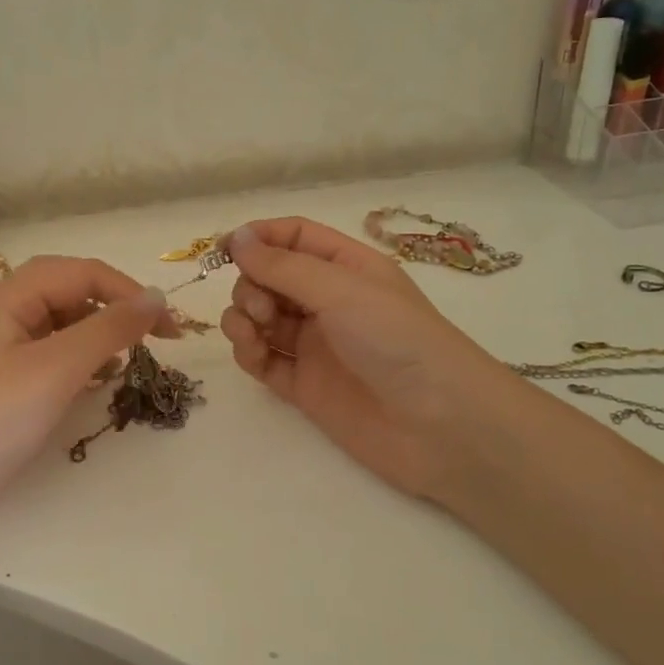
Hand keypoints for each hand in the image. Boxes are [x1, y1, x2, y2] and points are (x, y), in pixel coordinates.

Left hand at [0, 256, 176, 528]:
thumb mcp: (58, 368)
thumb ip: (109, 328)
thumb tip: (157, 297)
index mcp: (9, 295)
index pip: (82, 272)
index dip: (129, 292)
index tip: (170, 329)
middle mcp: (3, 310)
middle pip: (71, 291)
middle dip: (115, 309)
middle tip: (156, 339)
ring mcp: (0, 345)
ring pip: (63, 322)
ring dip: (99, 334)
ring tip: (123, 363)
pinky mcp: (3, 377)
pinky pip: (51, 351)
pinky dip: (80, 359)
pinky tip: (94, 380)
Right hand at [219, 217, 514, 502]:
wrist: (440, 426)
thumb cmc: (397, 340)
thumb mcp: (341, 290)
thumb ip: (282, 266)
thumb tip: (235, 237)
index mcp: (347, 268)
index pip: (294, 238)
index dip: (258, 238)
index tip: (223, 249)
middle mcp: (329, 302)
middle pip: (270, 279)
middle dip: (252, 285)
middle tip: (262, 308)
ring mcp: (315, 346)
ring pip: (261, 320)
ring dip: (244, 318)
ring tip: (253, 332)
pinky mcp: (304, 386)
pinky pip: (263, 360)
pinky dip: (249, 352)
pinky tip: (252, 353)